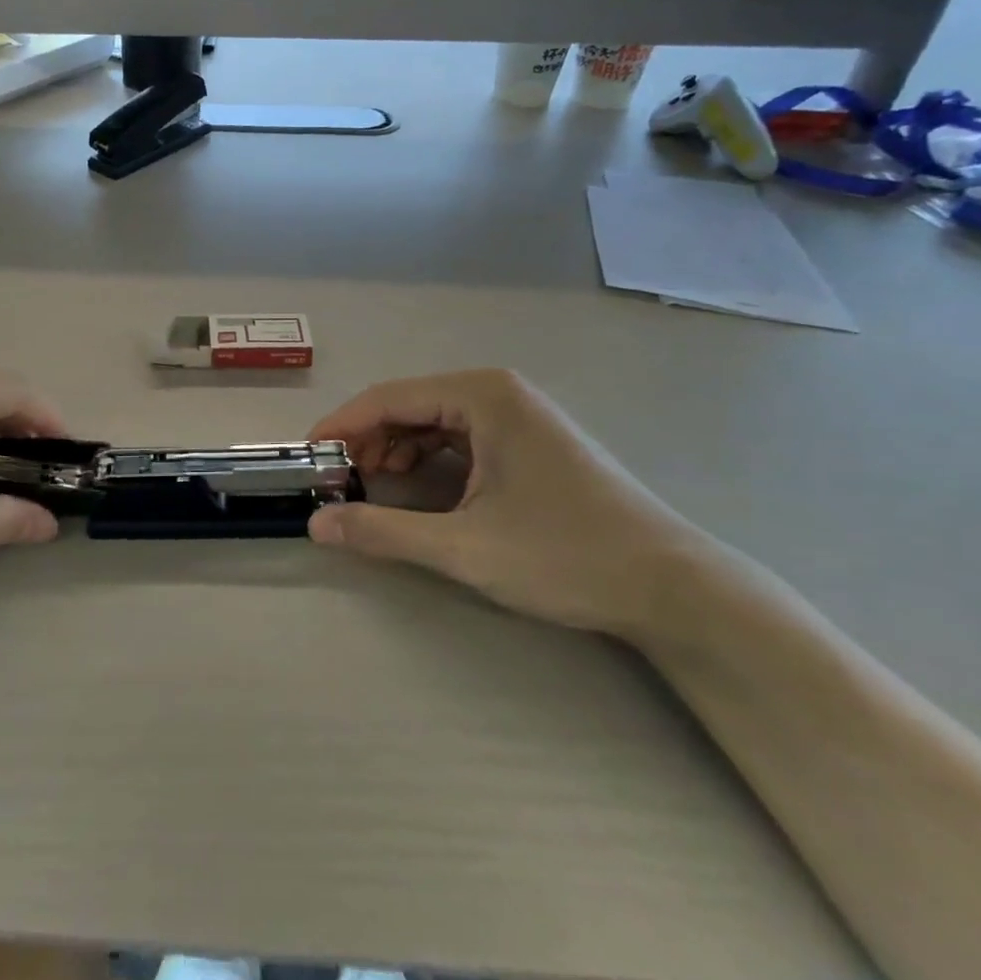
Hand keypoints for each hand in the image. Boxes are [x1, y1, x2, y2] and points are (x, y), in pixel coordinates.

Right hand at [306, 370, 702, 634]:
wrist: (673, 587)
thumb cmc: (567, 556)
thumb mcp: (465, 548)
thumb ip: (383, 531)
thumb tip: (316, 526)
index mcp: (483, 395)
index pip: (389, 398)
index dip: (342, 426)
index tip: (308, 458)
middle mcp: (497, 391)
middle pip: (410, 406)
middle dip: (368, 442)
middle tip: (336, 482)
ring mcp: (518, 415)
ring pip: (433, 422)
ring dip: (395, 451)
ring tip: (369, 488)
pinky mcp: (529, 441)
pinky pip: (460, 438)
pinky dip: (428, 460)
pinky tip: (415, 490)